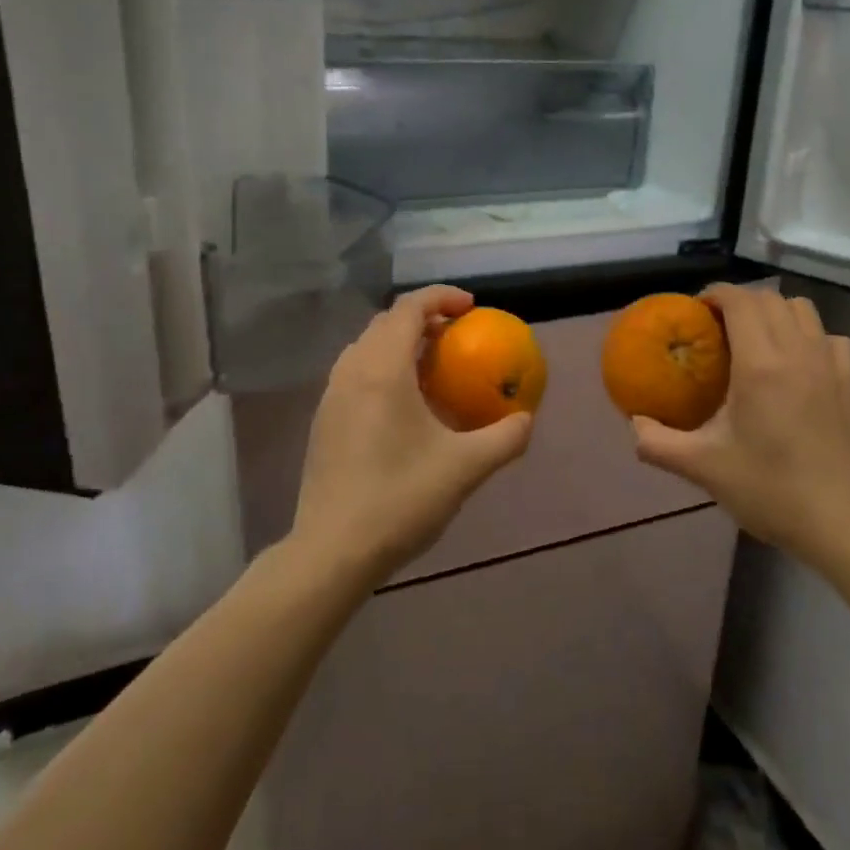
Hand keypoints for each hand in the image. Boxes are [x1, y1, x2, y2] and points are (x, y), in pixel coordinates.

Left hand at [293, 286, 533, 589]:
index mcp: (382, 370)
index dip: (441, 297)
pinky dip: (383, 369)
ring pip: (366, 348)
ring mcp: (331, 397)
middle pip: (385, 323)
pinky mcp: (324, 422)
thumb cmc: (400, 500)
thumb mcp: (466, 468)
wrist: (332, 552)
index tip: (472, 308)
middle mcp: (351, 373)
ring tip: (433, 366)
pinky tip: (406, 406)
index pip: (408, 308)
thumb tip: (525, 418)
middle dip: (423, 318)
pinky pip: (356, 374)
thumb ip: (504, 438)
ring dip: (400, 343)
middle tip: (457, 336)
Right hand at [630, 284, 849, 566]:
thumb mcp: (703, 468)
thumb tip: (634, 423)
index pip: (739, 301)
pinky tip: (798, 364)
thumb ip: (658, 442)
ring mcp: (831, 366)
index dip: (715, 294)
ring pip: (803, 310)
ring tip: (755, 341)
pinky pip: (831, 338)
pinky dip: (810, 336)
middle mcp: (798, 352)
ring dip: (775, 313)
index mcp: (761, 365)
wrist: (844, 526)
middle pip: (770, 299)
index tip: (695, 311)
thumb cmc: (771, 491)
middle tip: (716, 328)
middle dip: (739, 301)